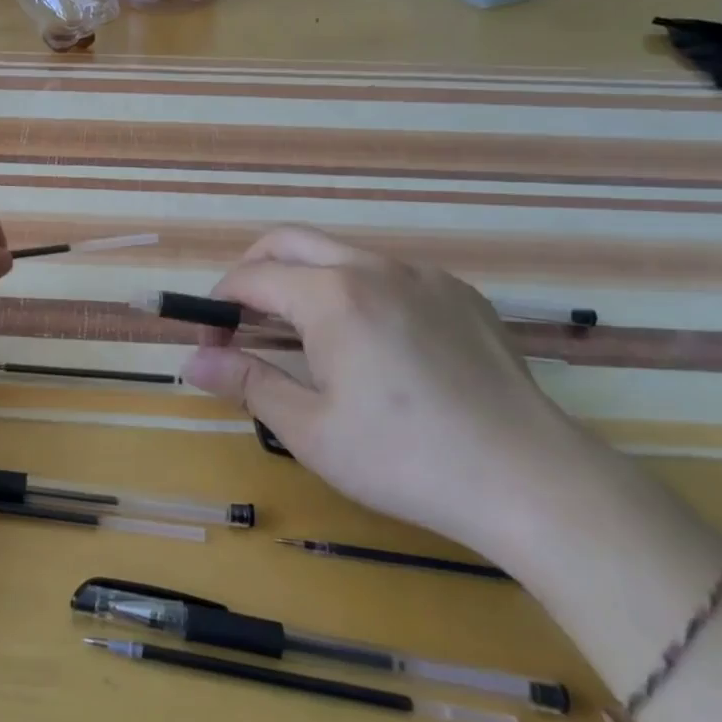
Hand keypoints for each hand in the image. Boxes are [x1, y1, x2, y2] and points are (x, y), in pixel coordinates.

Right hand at [180, 227, 592, 558]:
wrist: (530, 479)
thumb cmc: (405, 458)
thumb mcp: (310, 429)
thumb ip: (246, 383)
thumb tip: (192, 363)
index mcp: (331, 295)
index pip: (250, 278)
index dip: (218, 307)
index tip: (210, 346)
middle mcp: (374, 267)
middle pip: (289, 242)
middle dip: (251, 272)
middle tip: (240, 320)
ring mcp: (423, 275)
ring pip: (340, 255)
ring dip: (304, 282)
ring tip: (304, 338)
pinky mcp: (460, 293)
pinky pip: (390, 274)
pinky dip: (357, 292)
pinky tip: (374, 346)